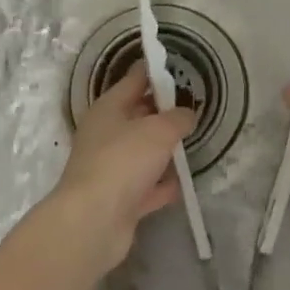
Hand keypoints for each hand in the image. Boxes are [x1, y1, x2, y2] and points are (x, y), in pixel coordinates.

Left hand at [46, 61, 194, 269]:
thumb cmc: (123, 161)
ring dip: (164, 150)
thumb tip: (186, 115)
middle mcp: (106, 134)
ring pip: (142, 152)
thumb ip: (178, 118)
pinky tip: (182, 183)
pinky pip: (146, 186)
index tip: (180, 67)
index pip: (134, 80)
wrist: (94, 222)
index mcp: (108, 108)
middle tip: (194, 107)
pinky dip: (161, 184)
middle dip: (164, 112)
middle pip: (138, 116)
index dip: (156, 72)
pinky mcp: (119, 200)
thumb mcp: (159, 130)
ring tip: (193, 143)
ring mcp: (111, 169)